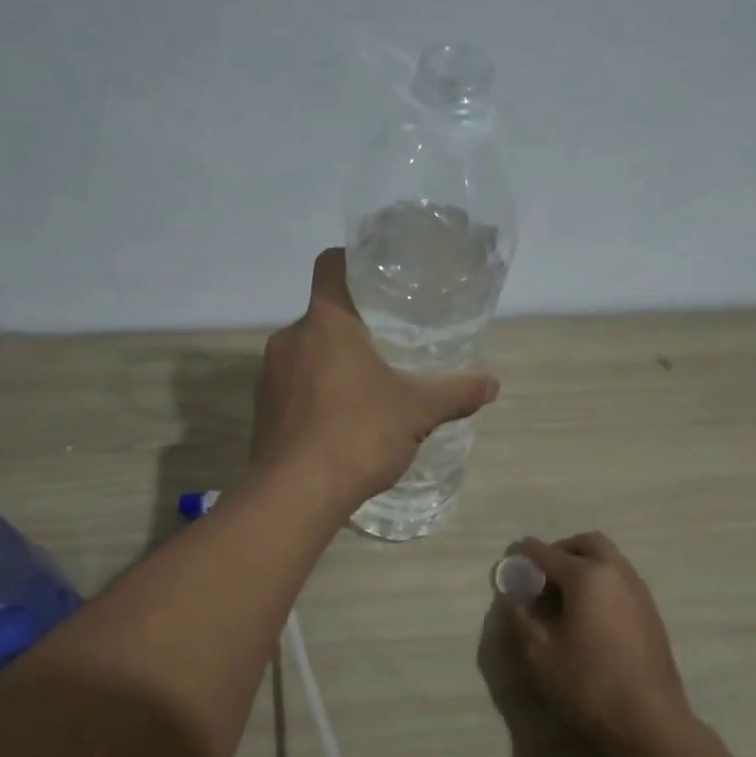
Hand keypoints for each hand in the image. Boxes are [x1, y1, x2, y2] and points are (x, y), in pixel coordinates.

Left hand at [251, 249, 499, 509]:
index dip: (353, 262)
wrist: (297, 494)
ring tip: (366, 391)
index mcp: (326, 322)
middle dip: (353, 329)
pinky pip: (293, 390)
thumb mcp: (418, 411)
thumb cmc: (359, 434)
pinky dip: (315, 397)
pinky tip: (340, 424)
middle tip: (387, 346)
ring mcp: (269, 376)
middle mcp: (290, 339)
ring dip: (332, 366)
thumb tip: (493, 383)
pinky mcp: (262, 411)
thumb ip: (456, 392)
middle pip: (322, 317)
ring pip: (306, 355)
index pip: (331, 265)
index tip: (377, 277)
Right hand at [508, 533, 694, 756]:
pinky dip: (600, 581)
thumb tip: (514, 597)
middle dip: (561, 550)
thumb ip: (522, 620)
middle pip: (587, 543)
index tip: (512, 556)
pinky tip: (588, 613)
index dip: (526, 554)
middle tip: (542, 573)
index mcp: (588, 577)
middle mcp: (616, 573)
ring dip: (584, 564)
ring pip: (609, 559)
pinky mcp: (650, 611)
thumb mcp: (540, 655)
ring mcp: (639, 590)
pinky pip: (620, 579)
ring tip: (562, 595)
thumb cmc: (588, 685)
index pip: (548, 554)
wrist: (650, 720)